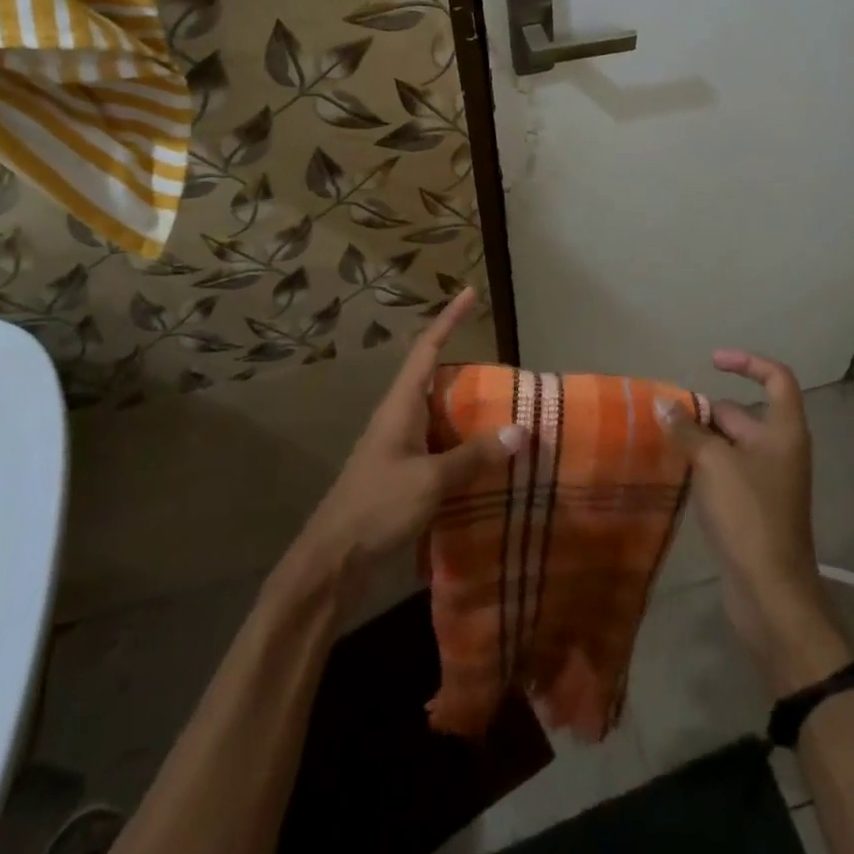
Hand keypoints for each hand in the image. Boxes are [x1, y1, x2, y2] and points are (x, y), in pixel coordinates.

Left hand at [287, 288, 525, 598]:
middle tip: (508, 372)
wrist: (333, 560)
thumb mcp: (431, 480)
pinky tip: (486, 460)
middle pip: (436, 379)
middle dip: (469, 370)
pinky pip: (440, 446)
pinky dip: (464, 446)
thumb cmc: (377, 507)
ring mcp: (399, 446)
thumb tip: (520, 430)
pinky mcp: (402, 474)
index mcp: (401, 405)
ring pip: (440, 415)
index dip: (449, 319)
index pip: (428, 348)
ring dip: (469, 412)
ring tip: (506, 412)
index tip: (470, 293)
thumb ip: (474, 456)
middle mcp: (399, 418)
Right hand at [658, 350, 853, 695]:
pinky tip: (674, 470)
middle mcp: (779, 450)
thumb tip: (662, 403)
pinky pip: (724, 471)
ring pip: (729, 444)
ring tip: (660, 438)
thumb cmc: (749, 516)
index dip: (747, 363)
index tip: (711, 361)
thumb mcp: (713, 463)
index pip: (776, 378)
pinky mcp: (751, 507)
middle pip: (742, 413)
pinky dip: (702, 465)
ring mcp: (766, 481)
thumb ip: (687, 429)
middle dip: (705, 411)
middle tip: (665, 415)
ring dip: (699, 439)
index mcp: (783, 432)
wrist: (770, 593)